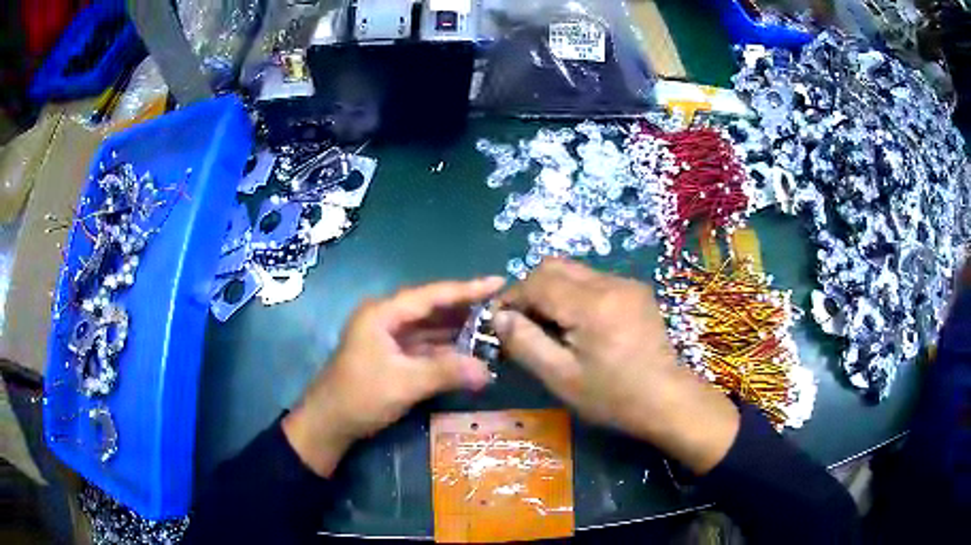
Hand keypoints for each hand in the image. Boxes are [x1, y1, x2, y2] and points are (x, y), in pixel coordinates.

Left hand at [283, 277, 504, 476]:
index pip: (432, 295)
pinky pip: (424, 346)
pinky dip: (446, 349)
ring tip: (493, 327)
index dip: (467, 289)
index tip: (498, 282)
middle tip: (502, 307)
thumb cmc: (360, 396)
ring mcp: (388, 338)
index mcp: (383, 313)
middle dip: (465, 309)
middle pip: (432, 308)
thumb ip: (446, 372)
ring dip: (458, 330)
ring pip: (429, 328)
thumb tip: (488, 371)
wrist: (328, 424)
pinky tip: (469, 351)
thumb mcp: (404, 383)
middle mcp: (386, 319)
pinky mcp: (392, 356)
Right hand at [494, 259, 738, 474]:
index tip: (500, 322)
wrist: (667, 399)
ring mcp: (627, 283)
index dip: (511, 298)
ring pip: (574, 271)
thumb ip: (525, 343)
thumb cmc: (612, 396)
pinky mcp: (637, 291)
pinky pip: (594, 280)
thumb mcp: (561, 377)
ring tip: (552, 327)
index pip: (536, 282)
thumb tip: (499, 317)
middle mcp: (610, 282)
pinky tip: (580, 326)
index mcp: (590, 304)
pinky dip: (575, 295)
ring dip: (553, 291)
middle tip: (525, 324)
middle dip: (531, 290)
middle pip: (554, 266)